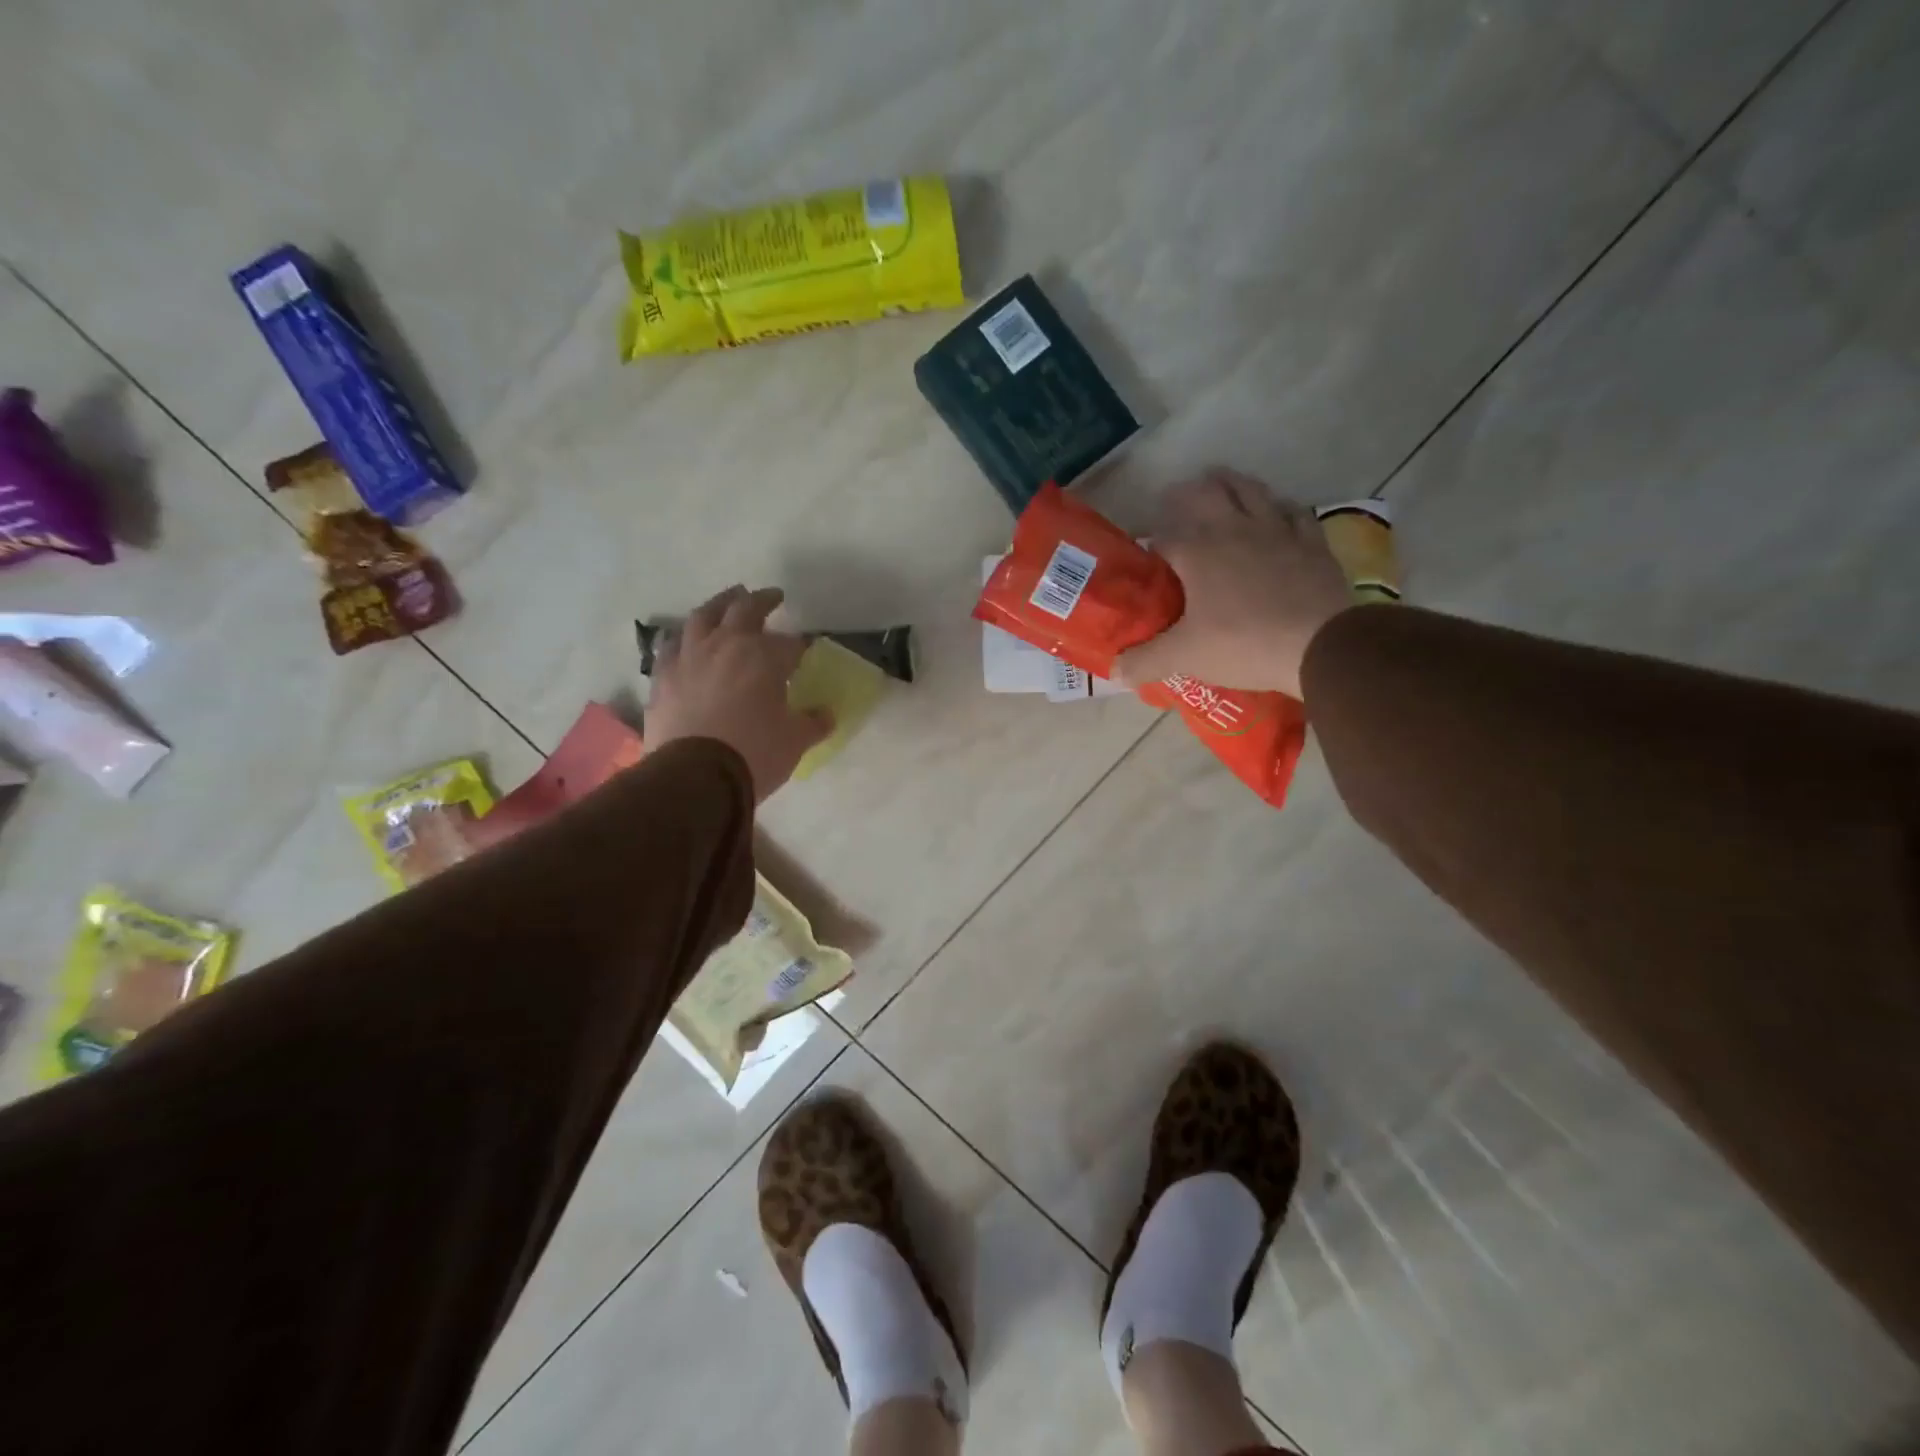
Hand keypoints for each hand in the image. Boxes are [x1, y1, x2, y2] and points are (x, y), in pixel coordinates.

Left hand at [644, 585, 831, 800]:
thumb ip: (812, 723)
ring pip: (703, 617)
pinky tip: (687, 641)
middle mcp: (726, 645)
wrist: (694, 776)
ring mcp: (689, 658)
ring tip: (728, 601)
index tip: (805, 650)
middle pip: (744, 610)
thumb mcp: (795, 741)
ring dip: (719, 605)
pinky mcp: (663, 677)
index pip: (789, 643)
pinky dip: (685, 638)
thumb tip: (827, 714)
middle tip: (771, 596)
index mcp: (764, 656)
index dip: (799, 646)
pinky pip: (672, 646)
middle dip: (762, 601)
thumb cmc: (754, 754)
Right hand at [1112, 469, 1352, 698]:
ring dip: (1231, 485)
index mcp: (1197, 551)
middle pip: (1207, 493)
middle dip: (1188, 493)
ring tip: (1220, 484)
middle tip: (1177, 498)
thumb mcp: (1184, 657)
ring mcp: (1277, 530)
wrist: (1321, 646)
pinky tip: (1276, 512)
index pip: (1163, 537)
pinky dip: (1278, 507)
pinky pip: (1292, 511)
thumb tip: (1114, 671)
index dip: (1150, 545)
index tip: (1146, 559)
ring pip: (1250, 490)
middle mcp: (1233, 529)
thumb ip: (1144, 661)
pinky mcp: (1311, 541)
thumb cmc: (1243, 644)